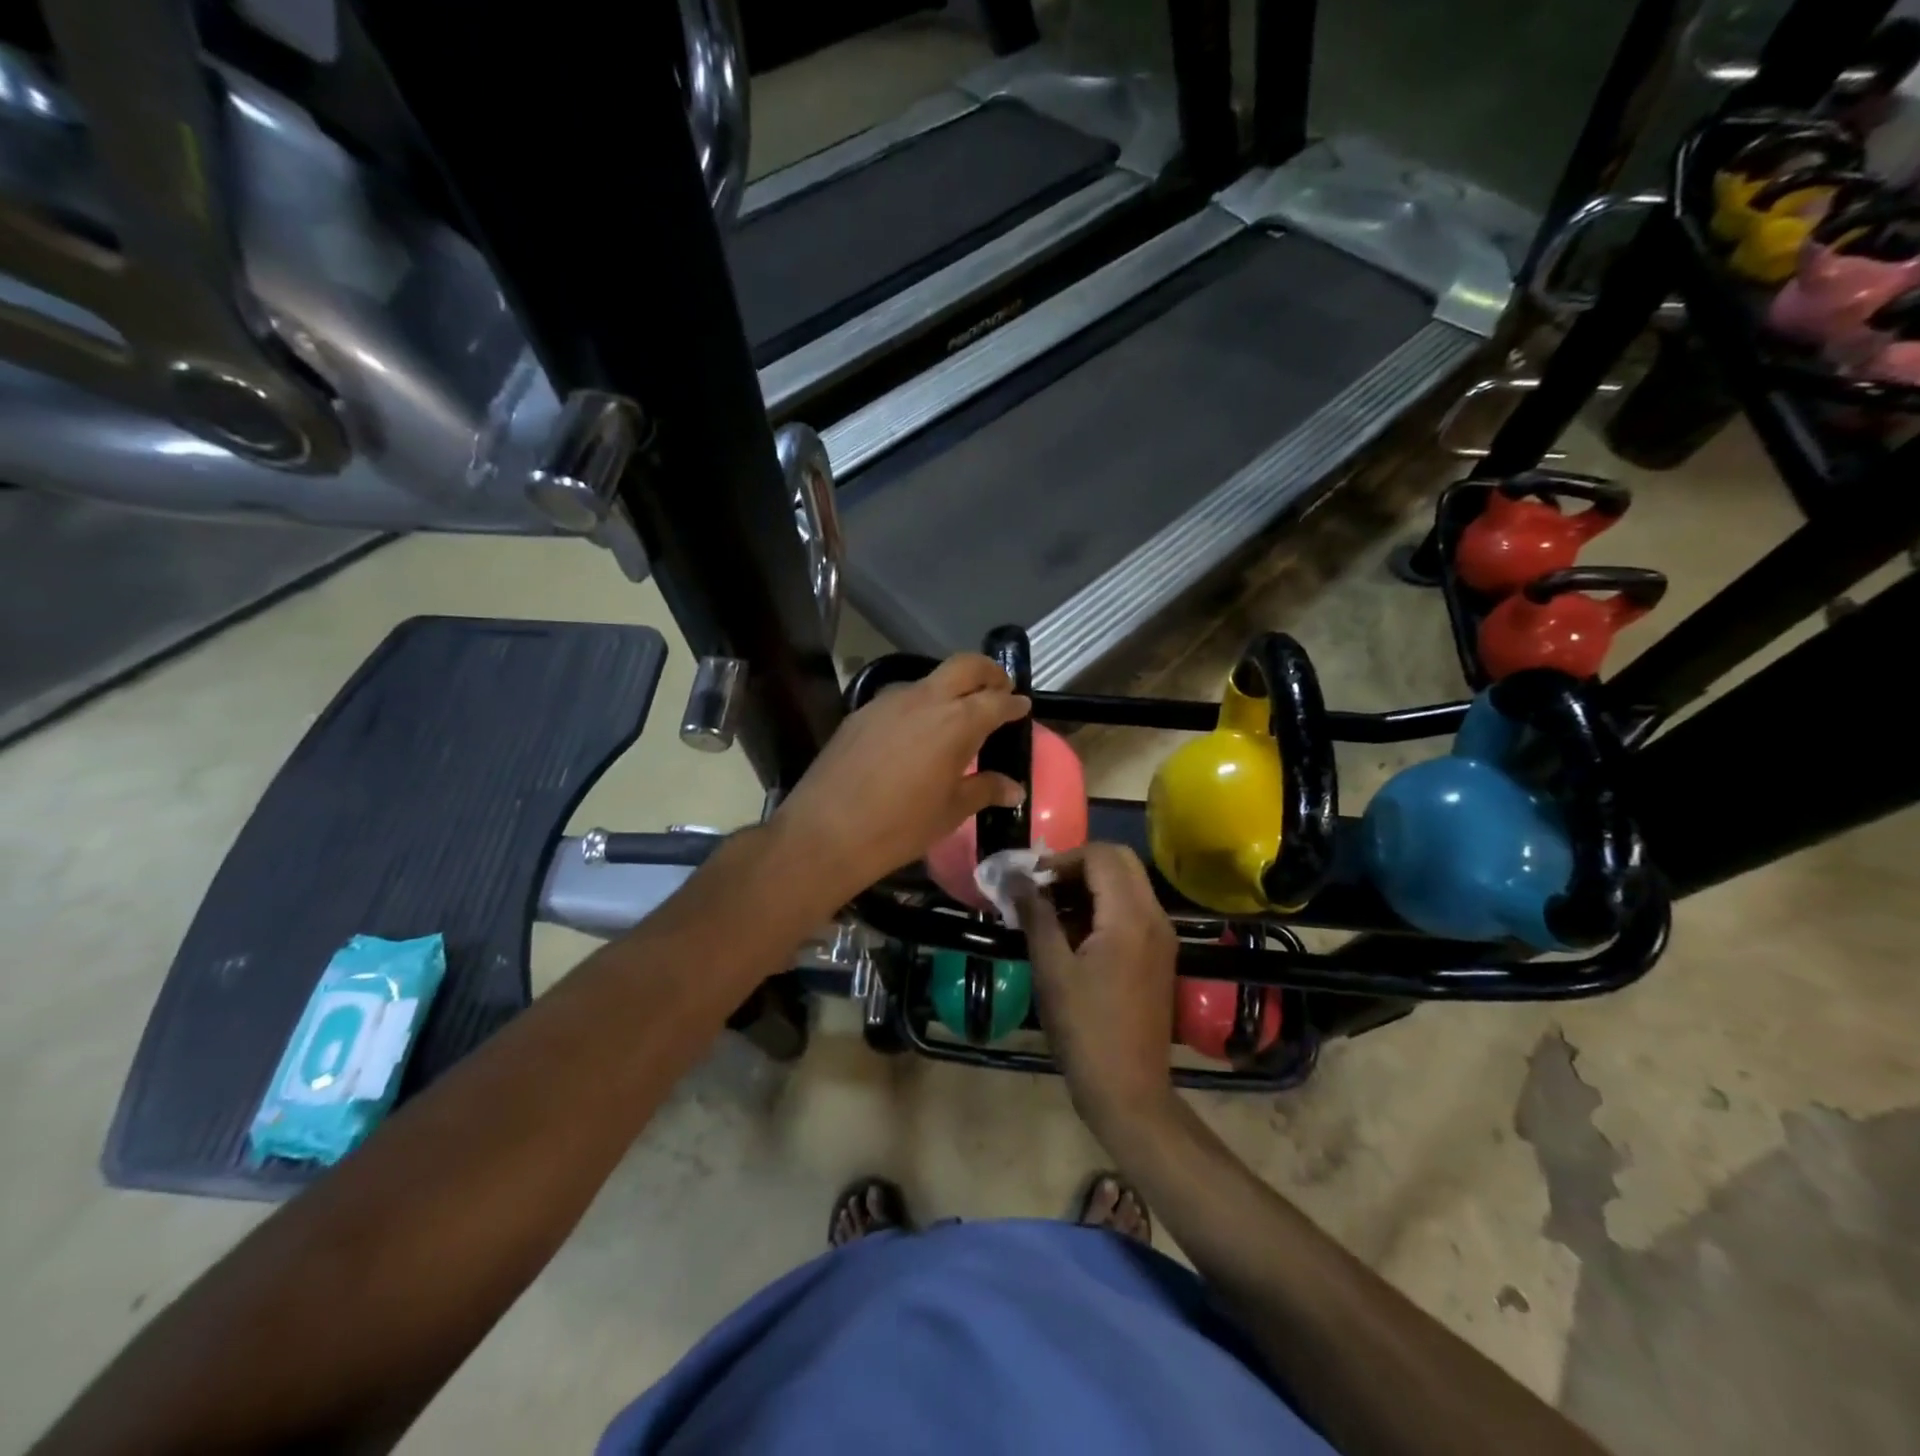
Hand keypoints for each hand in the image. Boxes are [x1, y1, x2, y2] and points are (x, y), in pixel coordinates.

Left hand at [772, 654, 1029, 902]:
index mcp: (956, 722)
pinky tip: (914, 735)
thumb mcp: (950, 812)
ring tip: (955, 716)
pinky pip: (899, 699)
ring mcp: (888, 702)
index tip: (1022, 706)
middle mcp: (924, 700)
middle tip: (998, 689)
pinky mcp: (860, 713)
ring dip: (949, 688)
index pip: (996, 700)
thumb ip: (984, 790)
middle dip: (988, 672)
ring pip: (928, 680)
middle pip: (964, 666)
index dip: (1013, 702)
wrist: (826, 832)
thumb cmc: (900, 827)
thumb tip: (1014, 788)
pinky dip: (918, 706)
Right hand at [1017, 844, 1179, 1145]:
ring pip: (1128, 883)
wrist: (1129, 1091)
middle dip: (1078, 865)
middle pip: (1120, 861)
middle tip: (1043, 890)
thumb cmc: (1085, 1029)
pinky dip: (1104, 906)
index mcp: (1130, 916)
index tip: (1031, 882)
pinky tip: (1074, 934)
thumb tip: (1014, 876)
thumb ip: (1036, 914)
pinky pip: (1133, 908)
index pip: (1100, 855)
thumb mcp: (1051, 969)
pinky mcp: (1160, 954)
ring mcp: (1162, 936)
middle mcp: (1155, 916)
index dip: (1062, 859)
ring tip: (1052, 913)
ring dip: (1091, 885)